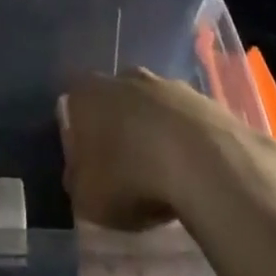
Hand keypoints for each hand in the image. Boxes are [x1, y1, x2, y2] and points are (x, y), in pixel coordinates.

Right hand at [58, 68, 269, 230]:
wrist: (202, 162)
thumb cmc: (131, 176)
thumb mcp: (87, 197)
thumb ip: (77, 182)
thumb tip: (80, 176)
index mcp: (87, 94)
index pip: (74, 108)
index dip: (80, 138)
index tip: (90, 168)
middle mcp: (123, 77)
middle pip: (115, 102)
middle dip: (118, 129)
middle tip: (126, 171)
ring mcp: (166, 83)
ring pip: (152, 107)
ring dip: (154, 132)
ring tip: (163, 175)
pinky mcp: (202, 98)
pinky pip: (184, 120)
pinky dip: (185, 141)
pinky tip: (192, 172)